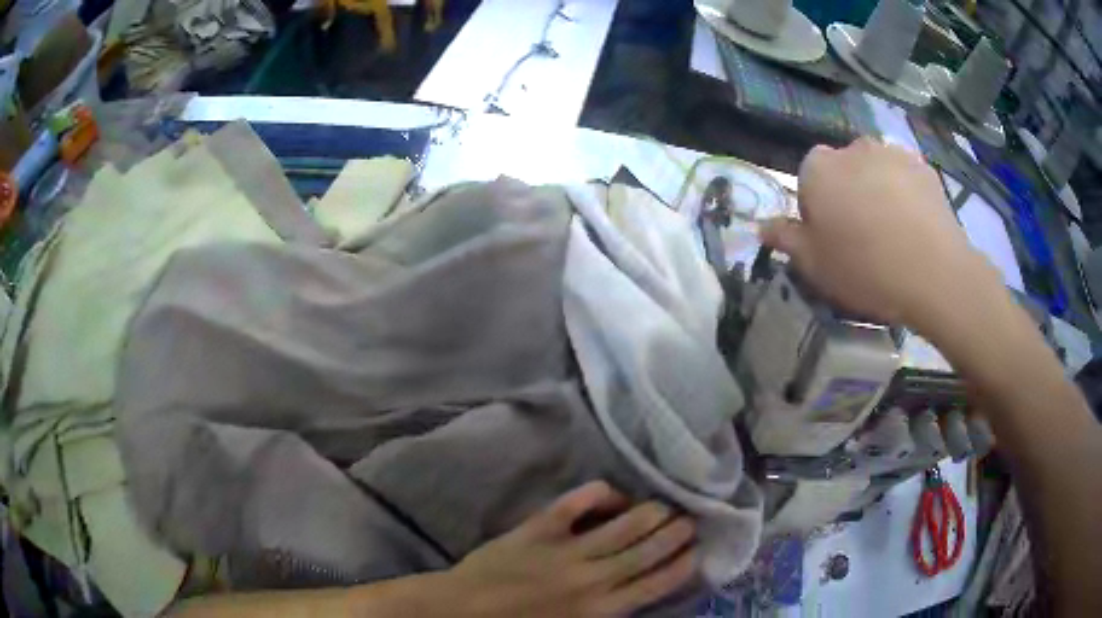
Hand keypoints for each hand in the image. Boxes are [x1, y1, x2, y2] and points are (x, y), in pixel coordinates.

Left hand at [443, 482, 695, 616]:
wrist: (463, 610)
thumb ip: (608, 613)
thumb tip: (637, 592)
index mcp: (599, 609)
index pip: (655, 584)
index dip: (681, 565)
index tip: (697, 551)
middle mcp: (591, 578)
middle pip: (647, 551)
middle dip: (675, 534)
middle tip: (690, 520)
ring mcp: (566, 550)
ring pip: (622, 526)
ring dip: (650, 513)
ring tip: (665, 505)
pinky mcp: (539, 528)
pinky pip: (577, 502)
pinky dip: (600, 494)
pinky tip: (613, 493)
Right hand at [759, 138, 1003, 330]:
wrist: (934, 274)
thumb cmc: (866, 269)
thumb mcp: (814, 265)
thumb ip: (786, 239)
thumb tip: (762, 226)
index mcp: (818, 168)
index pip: (808, 180)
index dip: (818, 210)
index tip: (833, 240)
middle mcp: (852, 149)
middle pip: (843, 171)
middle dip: (848, 194)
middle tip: (864, 237)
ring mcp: (891, 153)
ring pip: (875, 170)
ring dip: (877, 190)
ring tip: (894, 231)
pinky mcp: (923, 165)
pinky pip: (904, 176)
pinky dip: (905, 193)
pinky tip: (915, 224)